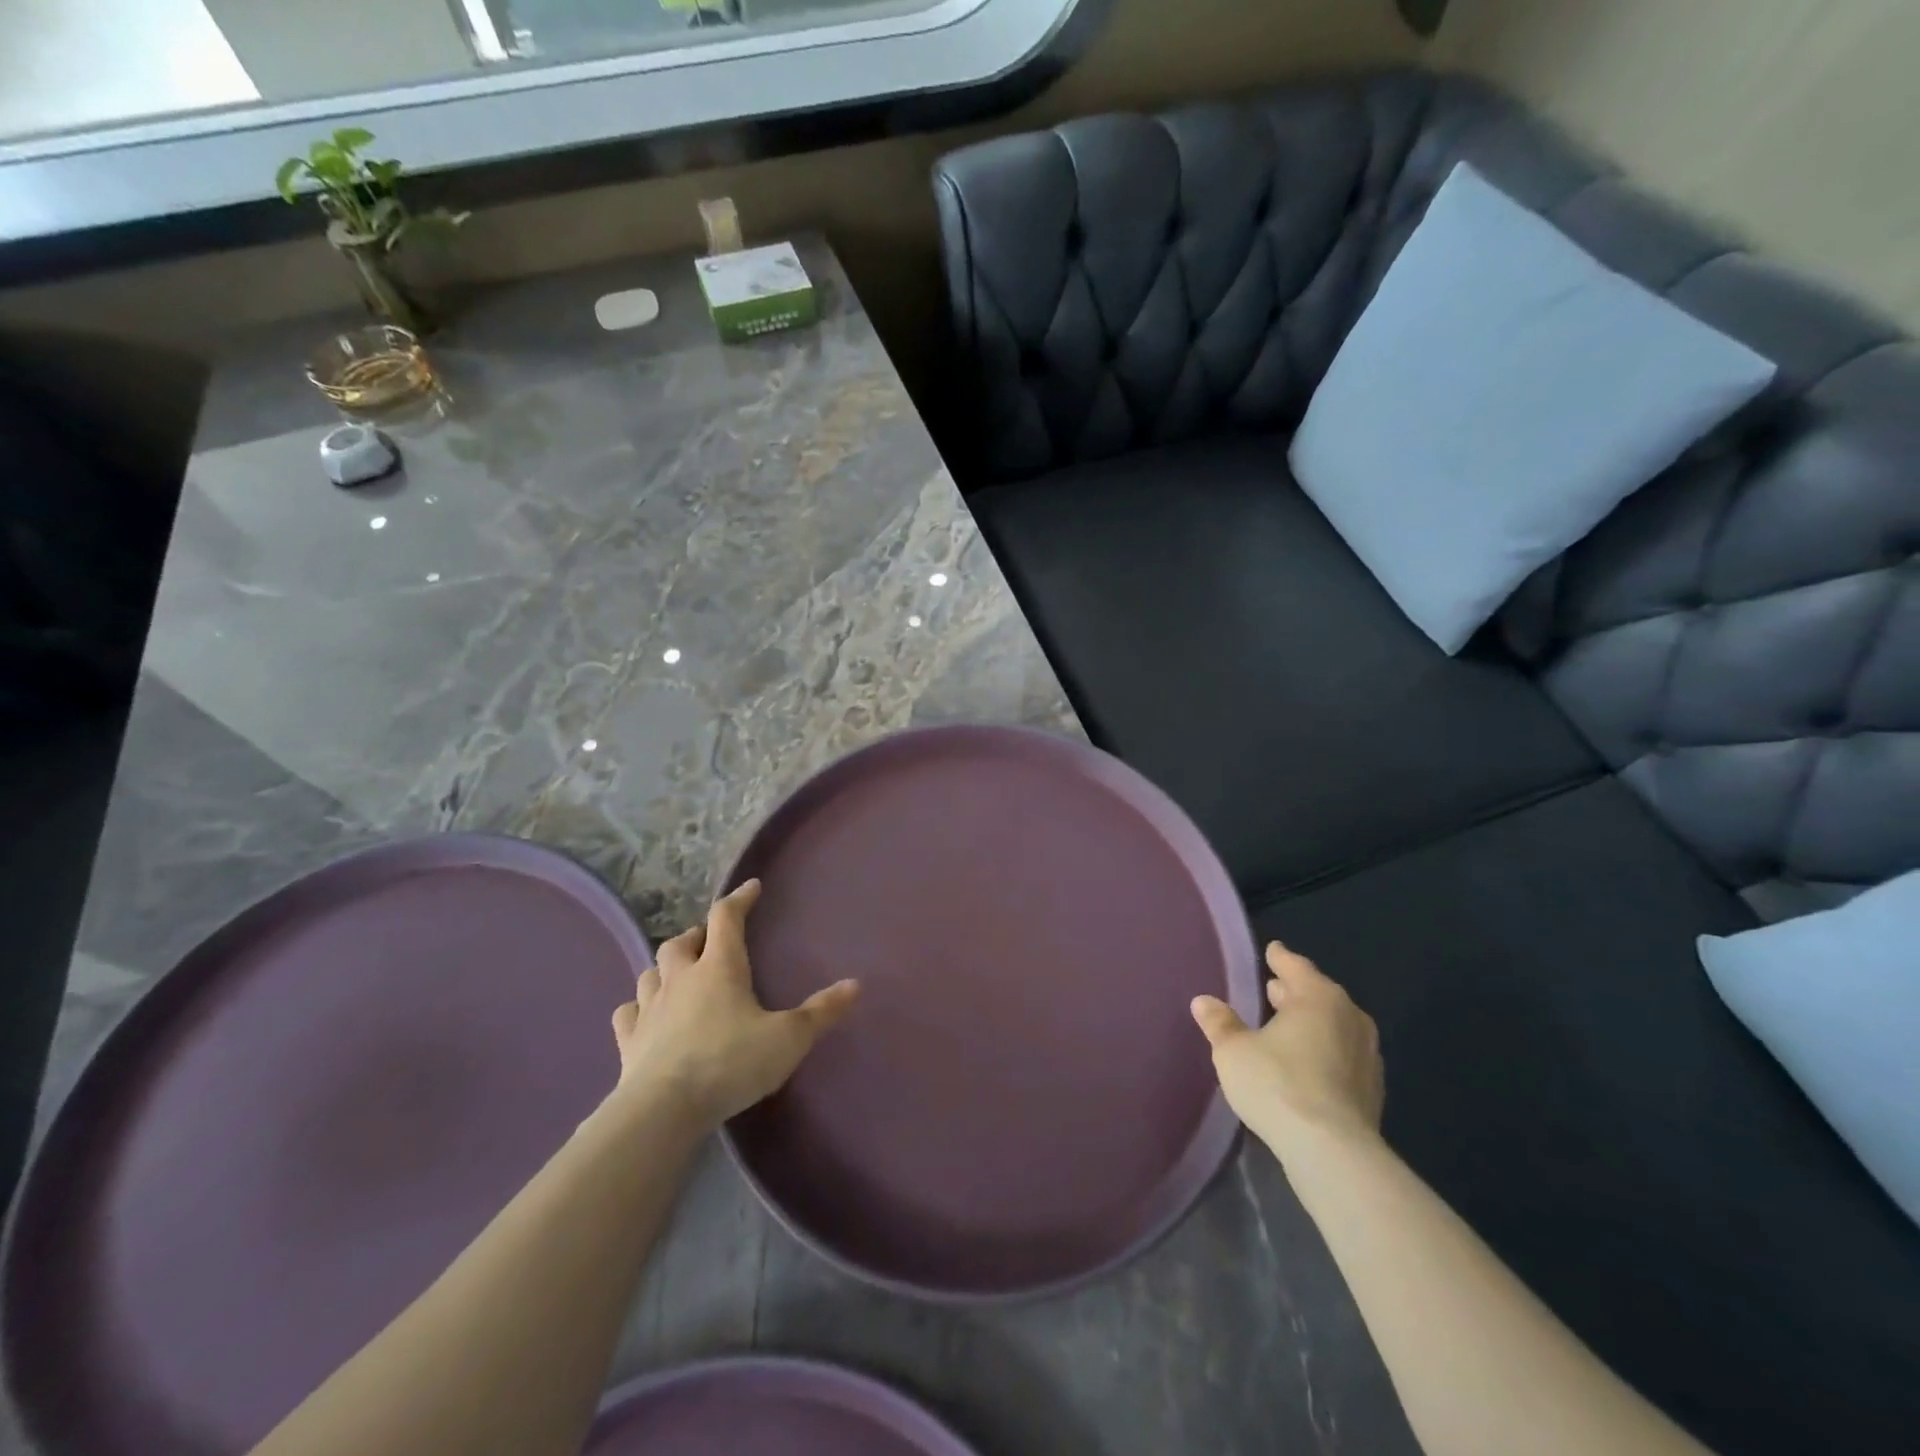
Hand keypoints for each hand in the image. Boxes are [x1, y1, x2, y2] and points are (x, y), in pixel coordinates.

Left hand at [608, 879, 858, 1128]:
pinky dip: (638, 1006)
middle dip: (698, 935)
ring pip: (651, 971)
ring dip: (666, 967)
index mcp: (720, 968)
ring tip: (679, 974)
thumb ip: (821, 1012)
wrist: (662, 1110)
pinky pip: (628, 1012)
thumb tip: (856, 984)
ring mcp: (650, 1008)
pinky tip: (645, 1014)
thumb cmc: (730, 1063)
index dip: (740, 899)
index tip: (751, 888)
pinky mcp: (629, 1040)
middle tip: (712, 942)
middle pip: (682, 941)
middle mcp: (681, 978)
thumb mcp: (788, 1038)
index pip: (726, 918)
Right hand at [1191, 941, 1384, 1154]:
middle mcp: (1349, 1017)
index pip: (1296, 966)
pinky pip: (1343, 1056)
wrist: (1333, 1152)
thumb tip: (1203, 1001)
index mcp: (1318, 997)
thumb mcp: (1233, 1051)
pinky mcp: (1372, 1090)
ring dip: (1312, 1023)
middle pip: (1318, 994)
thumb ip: (1220, 1023)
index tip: (1272, 951)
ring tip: (1286, 1027)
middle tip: (1273, 989)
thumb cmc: (1277, 1084)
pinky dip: (1324, 1051)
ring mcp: (1367, 1055)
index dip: (1280, 958)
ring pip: (1334, 1025)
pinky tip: (1306, 1064)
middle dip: (1295, 991)